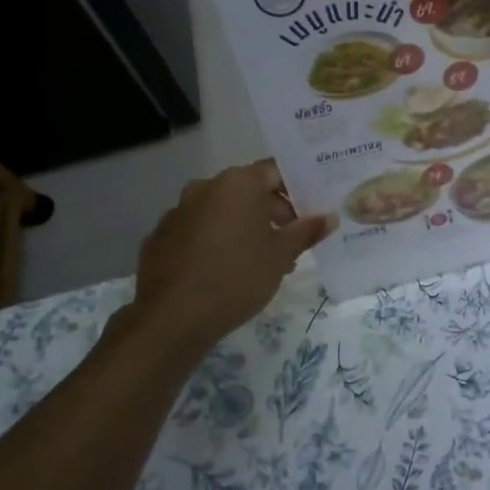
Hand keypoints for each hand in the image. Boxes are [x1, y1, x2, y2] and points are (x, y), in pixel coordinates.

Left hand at [133, 161, 335, 349]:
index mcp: (237, 183)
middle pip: (247, 191)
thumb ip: (306, 231)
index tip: (310, 211)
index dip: (297, 189)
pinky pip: (197, 231)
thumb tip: (330, 217)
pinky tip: (224, 270)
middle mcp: (205, 187)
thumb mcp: (281, 255)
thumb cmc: (238, 277)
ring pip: (221, 212)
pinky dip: (214, 241)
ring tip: (261, 261)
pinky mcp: (160, 238)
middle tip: (291, 241)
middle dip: (272, 212)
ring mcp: (178, 211)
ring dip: (243, 228)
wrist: (173, 317)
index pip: (275, 172)